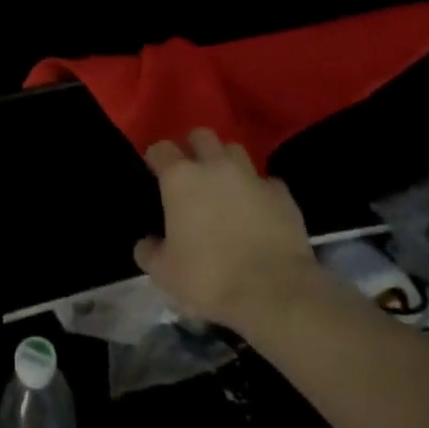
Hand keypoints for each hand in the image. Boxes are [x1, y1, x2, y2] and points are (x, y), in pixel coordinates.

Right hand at [133, 127, 322, 333]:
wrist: (273, 292)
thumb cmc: (209, 278)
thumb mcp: (165, 274)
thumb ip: (150, 253)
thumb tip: (146, 244)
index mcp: (180, 178)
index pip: (161, 149)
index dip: (156, 157)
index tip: (154, 169)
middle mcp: (215, 166)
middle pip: (201, 135)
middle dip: (193, 146)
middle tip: (191, 169)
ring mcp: (251, 176)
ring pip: (235, 150)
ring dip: (226, 162)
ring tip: (224, 184)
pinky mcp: (282, 194)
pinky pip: (266, 182)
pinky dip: (259, 190)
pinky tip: (258, 208)